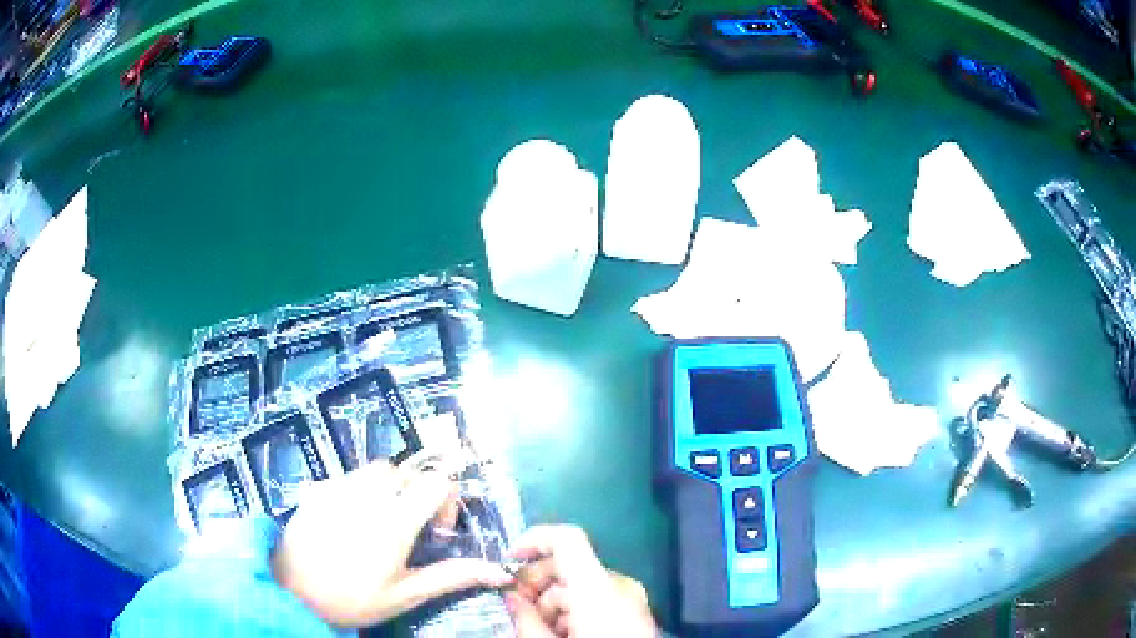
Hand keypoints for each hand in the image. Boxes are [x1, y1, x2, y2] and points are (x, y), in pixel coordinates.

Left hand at [271, 457, 512, 627]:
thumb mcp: (405, 594)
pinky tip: (347, 520)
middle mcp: (368, 494)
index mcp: (395, 520)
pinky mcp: (316, 488)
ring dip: (387, 488)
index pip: (437, 482)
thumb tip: (499, 572)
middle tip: (408, 529)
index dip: (447, 502)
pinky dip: (356, 489)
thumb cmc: (352, 599)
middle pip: (406, 471)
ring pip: (375, 469)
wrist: (290, 592)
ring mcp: (338, 487)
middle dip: (415, 494)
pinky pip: (346, 476)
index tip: (437, 532)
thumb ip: (451, 577)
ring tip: (379, 522)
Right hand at [505, 525, 655, 637]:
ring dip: (553, 602)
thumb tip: (510, 596)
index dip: (534, 540)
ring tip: (539, 630)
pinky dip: (573, 611)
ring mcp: (632, 599)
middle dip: (536, 583)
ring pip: (580, 586)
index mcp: (600, 589)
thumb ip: (525, 618)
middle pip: (569, 565)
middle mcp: (619, 586)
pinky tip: (562, 634)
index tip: (507, 561)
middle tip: (515, 607)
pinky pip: (597, 600)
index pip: (568, 539)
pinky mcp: (635, 613)